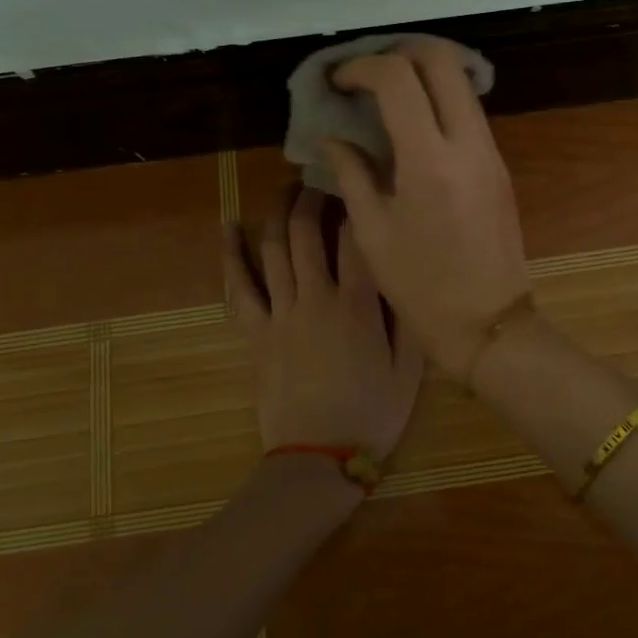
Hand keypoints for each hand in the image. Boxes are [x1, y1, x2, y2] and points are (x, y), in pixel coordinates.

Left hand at [223, 186, 423, 458]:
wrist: (319, 459)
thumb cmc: (371, 415)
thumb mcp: (410, 370)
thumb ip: (409, 319)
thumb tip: (407, 274)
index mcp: (358, 306)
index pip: (357, 241)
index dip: (359, 206)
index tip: (362, 184)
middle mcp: (316, 299)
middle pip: (310, 234)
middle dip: (314, 198)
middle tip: (321, 178)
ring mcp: (281, 314)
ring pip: (275, 250)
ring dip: (279, 213)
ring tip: (286, 188)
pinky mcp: (256, 333)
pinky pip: (239, 288)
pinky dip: (231, 255)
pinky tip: (228, 227)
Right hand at [322, 37, 532, 373]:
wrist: (490, 323)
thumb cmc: (422, 287)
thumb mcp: (373, 232)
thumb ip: (351, 174)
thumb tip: (331, 138)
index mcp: (429, 160)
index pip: (398, 79)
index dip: (362, 67)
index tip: (339, 81)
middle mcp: (468, 143)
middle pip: (442, 60)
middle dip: (400, 51)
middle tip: (367, 73)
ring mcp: (491, 151)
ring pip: (461, 82)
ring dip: (424, 73)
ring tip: (386, 93)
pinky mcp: (500, 165)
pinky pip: (470, 111)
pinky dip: (440, 99)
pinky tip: (413, 123)